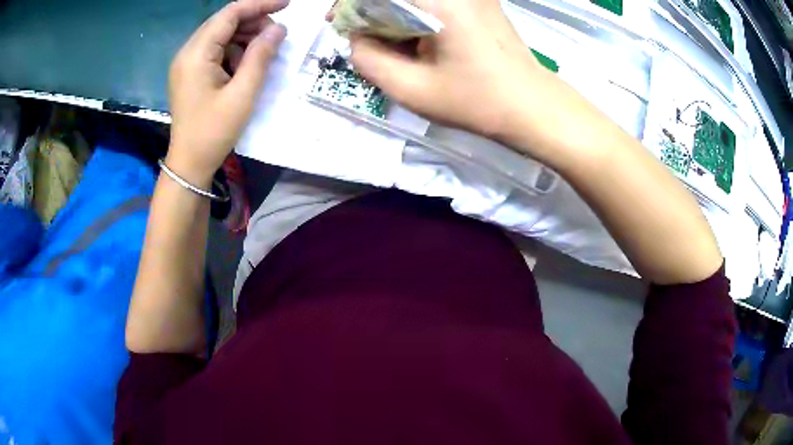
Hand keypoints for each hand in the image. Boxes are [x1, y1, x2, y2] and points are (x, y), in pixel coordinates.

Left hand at [167, 0, 287, 185]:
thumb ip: (261, 55)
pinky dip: (234, 50)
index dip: (259, 4)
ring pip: (220, 35)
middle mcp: (187, 52)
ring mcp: (187, 62)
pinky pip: (215, 50)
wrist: (189, 163)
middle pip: (224, 21)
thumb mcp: (243, 94)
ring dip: (245, 36)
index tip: (287, 4)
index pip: (229, 14)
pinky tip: (246, 64)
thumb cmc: (214, 131)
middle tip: (277, 35)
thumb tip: (279, 28)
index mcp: (196, 54)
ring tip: (264, 50)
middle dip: (253, 21)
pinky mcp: (190, 72)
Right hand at [348, 0, 545, 142]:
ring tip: (386, 41)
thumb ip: (369, 59)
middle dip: (372, 9)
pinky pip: (435, 2)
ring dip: (394, 12)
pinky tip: (413, 37)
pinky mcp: (480, 0)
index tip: (337, 21)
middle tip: (361, 34)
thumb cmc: (477, 102)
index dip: (351, 4)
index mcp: (439, 2)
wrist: (532, 106)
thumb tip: (356, 37)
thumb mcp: (411, 89)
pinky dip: (416, 14)